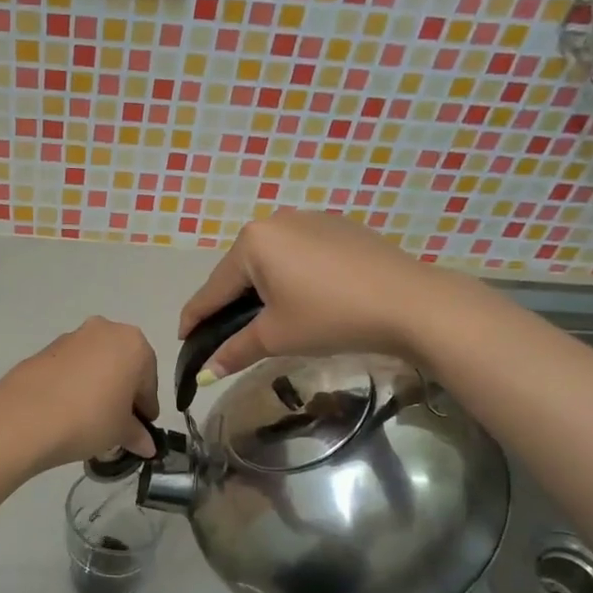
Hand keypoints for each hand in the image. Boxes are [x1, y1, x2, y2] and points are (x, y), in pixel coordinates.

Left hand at [0, 317, 160, 469]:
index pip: (149, 381)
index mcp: (133, 344)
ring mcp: (71, 337)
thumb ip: (137, 434)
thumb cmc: (89, 419)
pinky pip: (70, 369)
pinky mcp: (44, 350)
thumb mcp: (120, 432)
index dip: (146, 409)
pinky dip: (74, 386)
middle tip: (117, 425)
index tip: (141, 430)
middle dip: (122, 394)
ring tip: (89, 421)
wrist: (24, 418)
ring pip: (95, 365)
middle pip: (122, 366)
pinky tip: (67, 412)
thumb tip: (147, 445)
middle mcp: (104, 330)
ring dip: (98, 388)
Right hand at [179, 212, 473, 379]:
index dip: (195, 318)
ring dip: (261, 290)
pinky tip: (303, 299)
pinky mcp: (338, 227)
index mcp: (252, 242)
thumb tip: (205, 374)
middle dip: (230, 303)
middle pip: (240, 271)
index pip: (213, 289)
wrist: (409, 302)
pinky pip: (299, 254)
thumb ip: (234, 350)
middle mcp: (275, 220)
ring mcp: (310, 219)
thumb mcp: (276, 337)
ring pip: (270, 261)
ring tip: (265, 320)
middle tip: (226, 335)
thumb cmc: (331, 317)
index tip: (182, 338)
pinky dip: (290, 277)